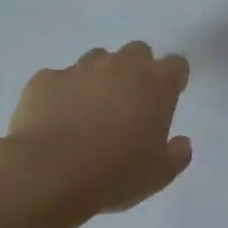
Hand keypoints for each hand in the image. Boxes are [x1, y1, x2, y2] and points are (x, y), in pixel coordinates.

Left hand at [5, 43, 192, 218]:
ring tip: (91, 110)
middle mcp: (121, 67)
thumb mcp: (160, 174)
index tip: (168, 98)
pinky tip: (56, 120)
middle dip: (137, 70)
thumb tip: (181, 143)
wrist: (49, 174)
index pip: (176, 65)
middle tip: (130, 102)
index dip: (173, 80)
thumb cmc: (116, 173)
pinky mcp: (45, 80)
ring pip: (97, 59)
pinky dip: (62, 93)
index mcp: (157, 85)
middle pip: (137, 52)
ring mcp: (80, 69)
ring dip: (100, 77)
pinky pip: (58, 79)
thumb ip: (177, 155)